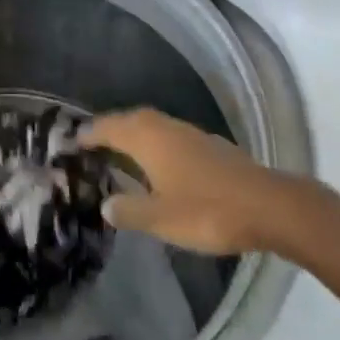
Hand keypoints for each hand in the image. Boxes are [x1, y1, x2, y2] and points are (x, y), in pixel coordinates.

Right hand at [82, 108, 308, 256]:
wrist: (268, 206)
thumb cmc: (207, 211)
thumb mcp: (161, 219)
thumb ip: (130, 210)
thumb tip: (105, 204)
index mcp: (147, 138)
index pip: (108, 128)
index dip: (88, 134)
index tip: (70, 141)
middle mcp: (164, 127)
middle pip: (129, 120)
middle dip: (109, 129)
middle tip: (91, 143)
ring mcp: (189, 132)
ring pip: (151, 125)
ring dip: (132, 134)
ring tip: (119, 151)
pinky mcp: (208, 144)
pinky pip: (168, 135)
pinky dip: (154, 143)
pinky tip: (158, 163)